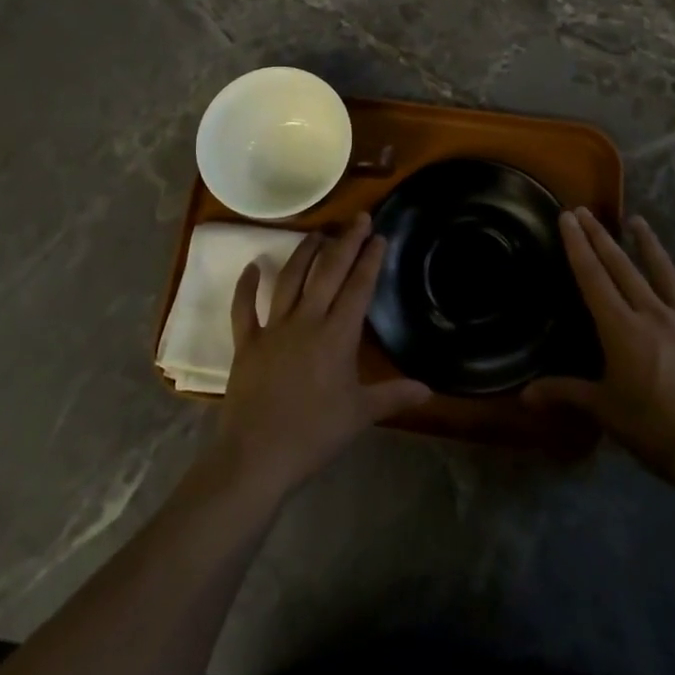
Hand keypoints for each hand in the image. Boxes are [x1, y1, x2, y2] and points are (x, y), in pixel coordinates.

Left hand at [211, 214, 430, 503]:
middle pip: (328, 272)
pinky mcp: (246, 342)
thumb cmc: (313, 435)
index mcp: (336, 336)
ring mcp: (273, 328)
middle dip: (345, 242)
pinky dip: (247, 285)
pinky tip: (254, 266)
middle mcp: (306, 321)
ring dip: (304, 253)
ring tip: (318, 233)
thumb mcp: (360, 415)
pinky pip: (245, 308)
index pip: (358, 287)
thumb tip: (429, 390)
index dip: (370, 259)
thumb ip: (394, 396)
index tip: (379, 235)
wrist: (256, 456)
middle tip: (357, 218)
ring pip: (290, 279)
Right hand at [525, 210, 674, 499]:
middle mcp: (653, 314)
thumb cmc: (653, 429)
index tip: (568, 217)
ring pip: (665, 273)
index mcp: (621, 328)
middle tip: (587, 211)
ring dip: (649, 245)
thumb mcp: (604, 411)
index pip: (593, 277)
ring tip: (638, 221)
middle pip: (623, 267)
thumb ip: (564, 394)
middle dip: (601, 237)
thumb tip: (523, 396)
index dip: (578, 245)